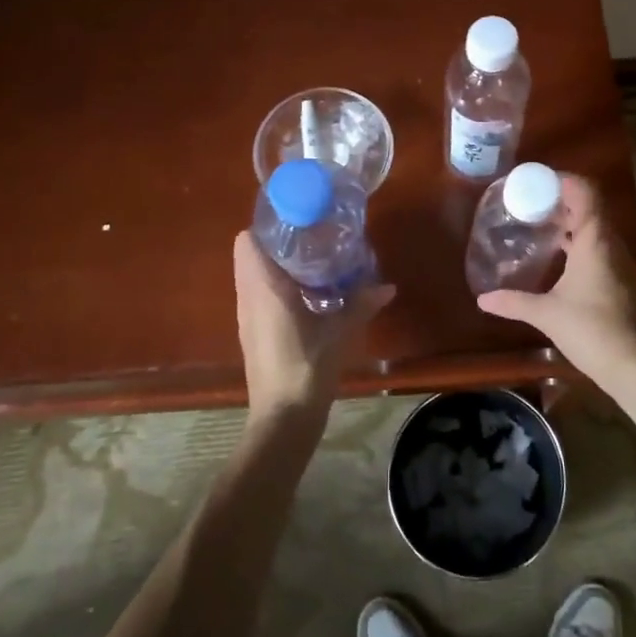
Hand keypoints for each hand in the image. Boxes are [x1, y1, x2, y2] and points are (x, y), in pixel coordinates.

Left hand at [233, 231, 393, 427]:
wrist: (283, 418)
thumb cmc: (307, 367)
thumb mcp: (340, 332)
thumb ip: (361, 304)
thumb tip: (388, 286)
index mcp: (264, 287)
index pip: (248, 240)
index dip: (268, 225)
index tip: (297, 218)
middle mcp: (248, 296)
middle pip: (250, 254)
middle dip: (277, 242)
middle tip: (311, 236)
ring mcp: (247, 316)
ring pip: (253, 275)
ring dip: (276, 264)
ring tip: (313, 260)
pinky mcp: (252, 333)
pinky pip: (258, 295)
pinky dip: (276, 286)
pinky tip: (307, 293)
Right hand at [475, 174, 635, 388]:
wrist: (631, 363)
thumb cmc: (589, 329)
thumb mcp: (546, 313)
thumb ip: (513, 302)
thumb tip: (482, 299)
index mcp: (595, 241)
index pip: (586, 193)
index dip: (565, 181)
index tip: (538, 180)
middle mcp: (610, 244)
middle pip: (590, 206)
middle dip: (562, 199)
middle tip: (531, 200)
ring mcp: (617, 261)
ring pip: (595, 227)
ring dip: (571, 220)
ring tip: (540, 222)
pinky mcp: (618, 278)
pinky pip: (598, 245)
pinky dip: (579, 240)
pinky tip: (558, 254)